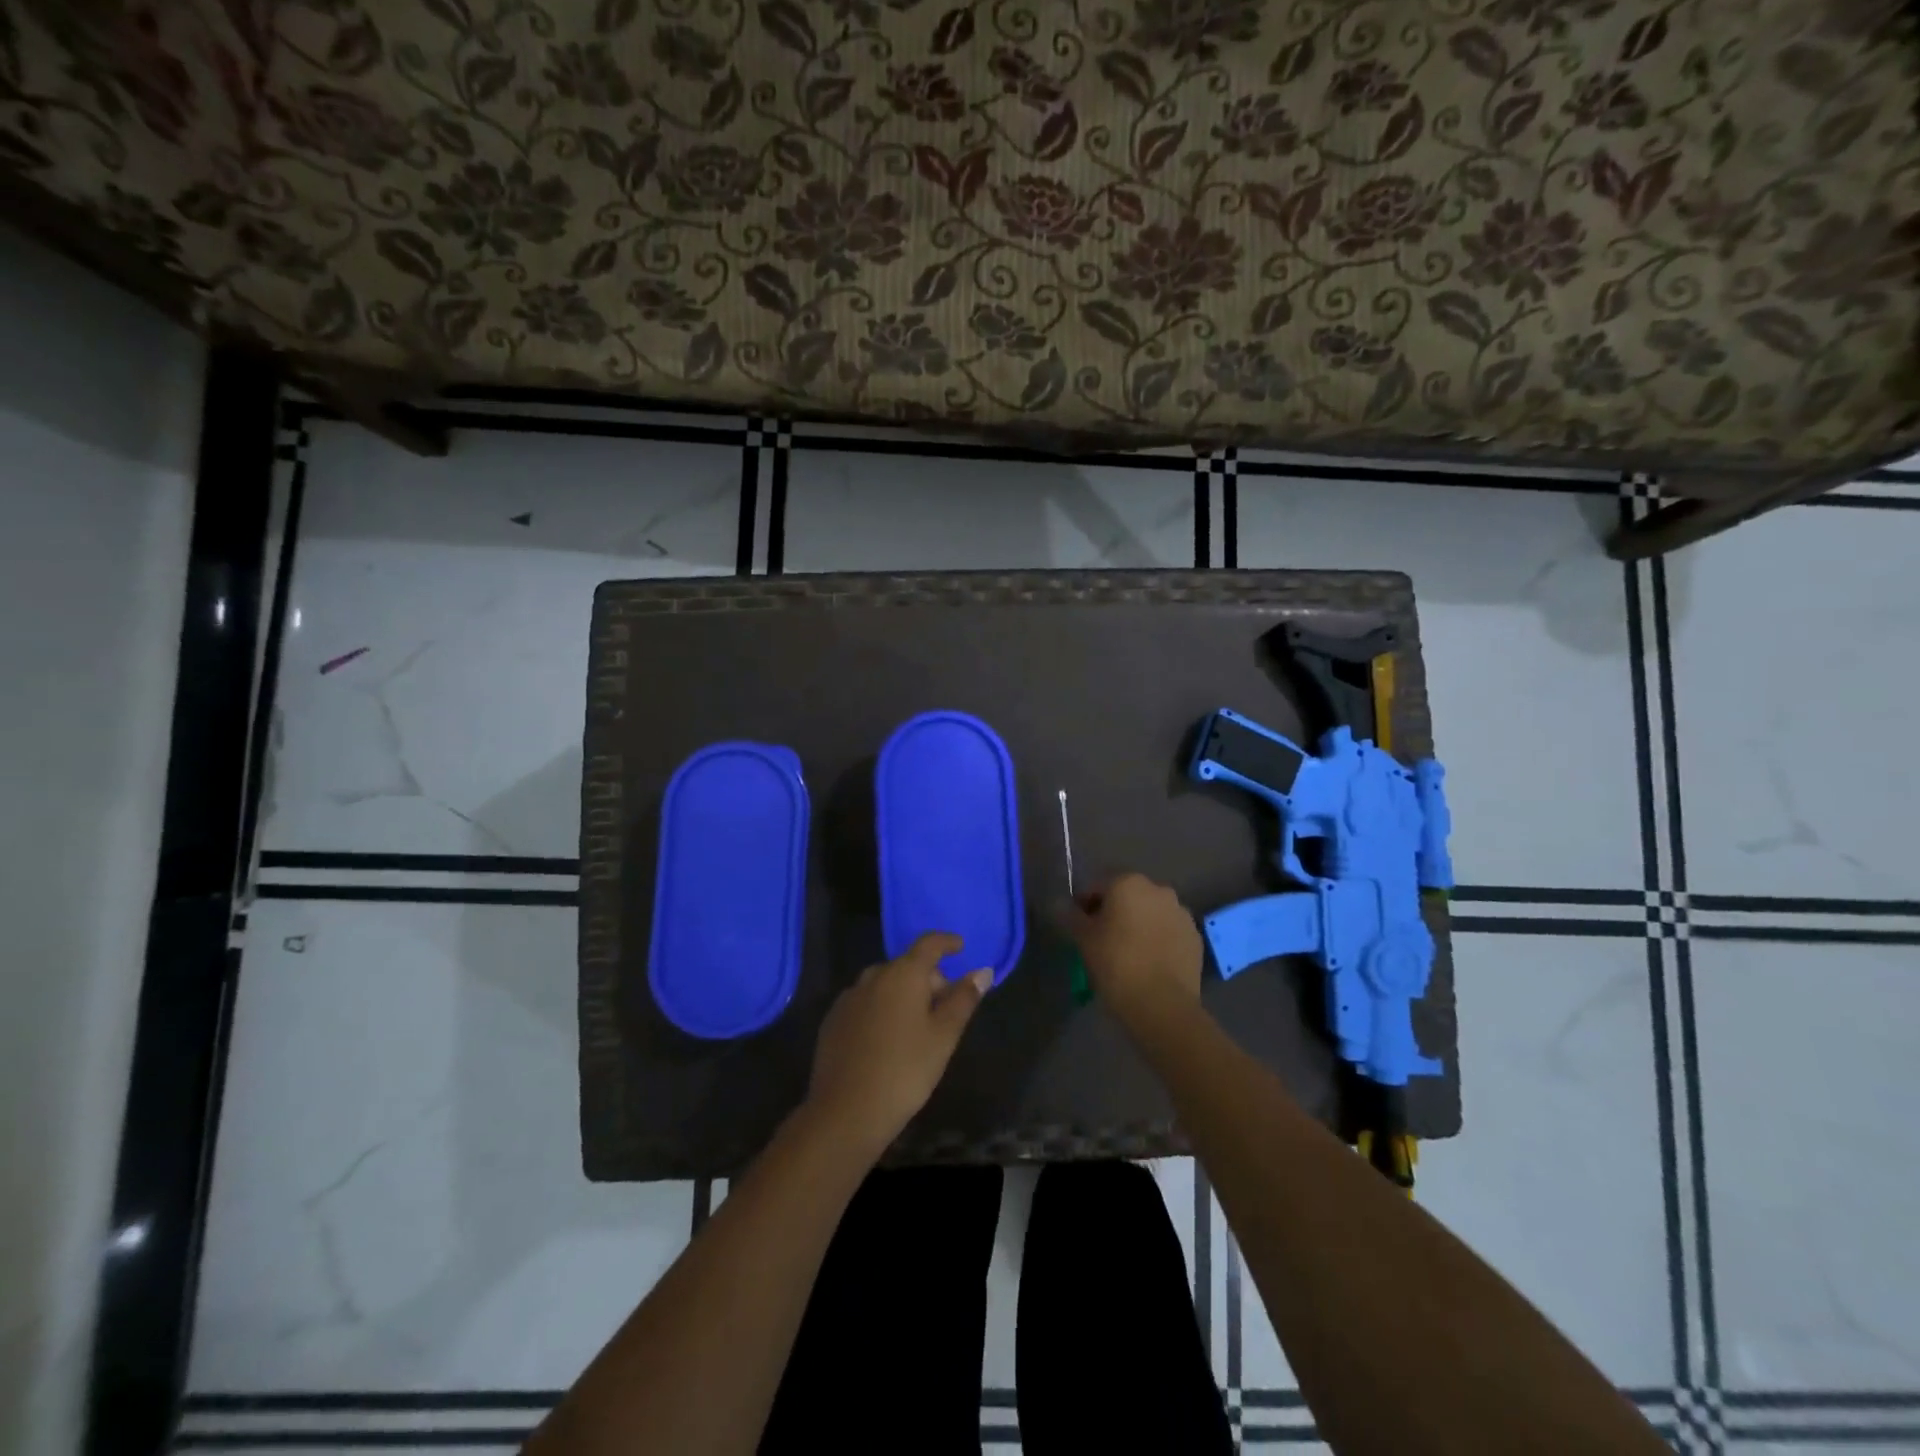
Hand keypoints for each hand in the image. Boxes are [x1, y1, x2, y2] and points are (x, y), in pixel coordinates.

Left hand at [805, 933, 990, 1159]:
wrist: (846, 1112)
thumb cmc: (905, 1070)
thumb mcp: (944, 1036)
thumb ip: (964, 999)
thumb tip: (983, 971)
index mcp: (903, 974)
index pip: (928, 944)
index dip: (946, 942)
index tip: (960, 947)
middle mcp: (873, 976)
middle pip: (907, 966)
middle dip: (929, 980)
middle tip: (945, 1010)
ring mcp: (849, 998)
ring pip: (885, 985)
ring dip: (904, 995)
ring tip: (918, 1028)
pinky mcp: (833, 1020)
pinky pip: (865, 1003)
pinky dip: (881, 1010)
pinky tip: (887, 1040)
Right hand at [1062, 872, 1203, 1029]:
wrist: (1162, 1005)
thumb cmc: (1116, 964)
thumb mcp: (1083, 939)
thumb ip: (1069, 916)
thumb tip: (1058, 904)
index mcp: (1128, 883)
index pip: (1097, 887)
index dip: (1084, 905)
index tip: (1078, 928)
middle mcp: (1158, 889)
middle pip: (1127, 896)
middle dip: (1114, 912)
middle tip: (1101, 940)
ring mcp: (1181, 913)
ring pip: (1150, 913)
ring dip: (1138, 924)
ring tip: (1127, 954)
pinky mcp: (1195, 937)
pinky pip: (1169, 932)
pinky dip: (1157, 940)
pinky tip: (1148, 963)